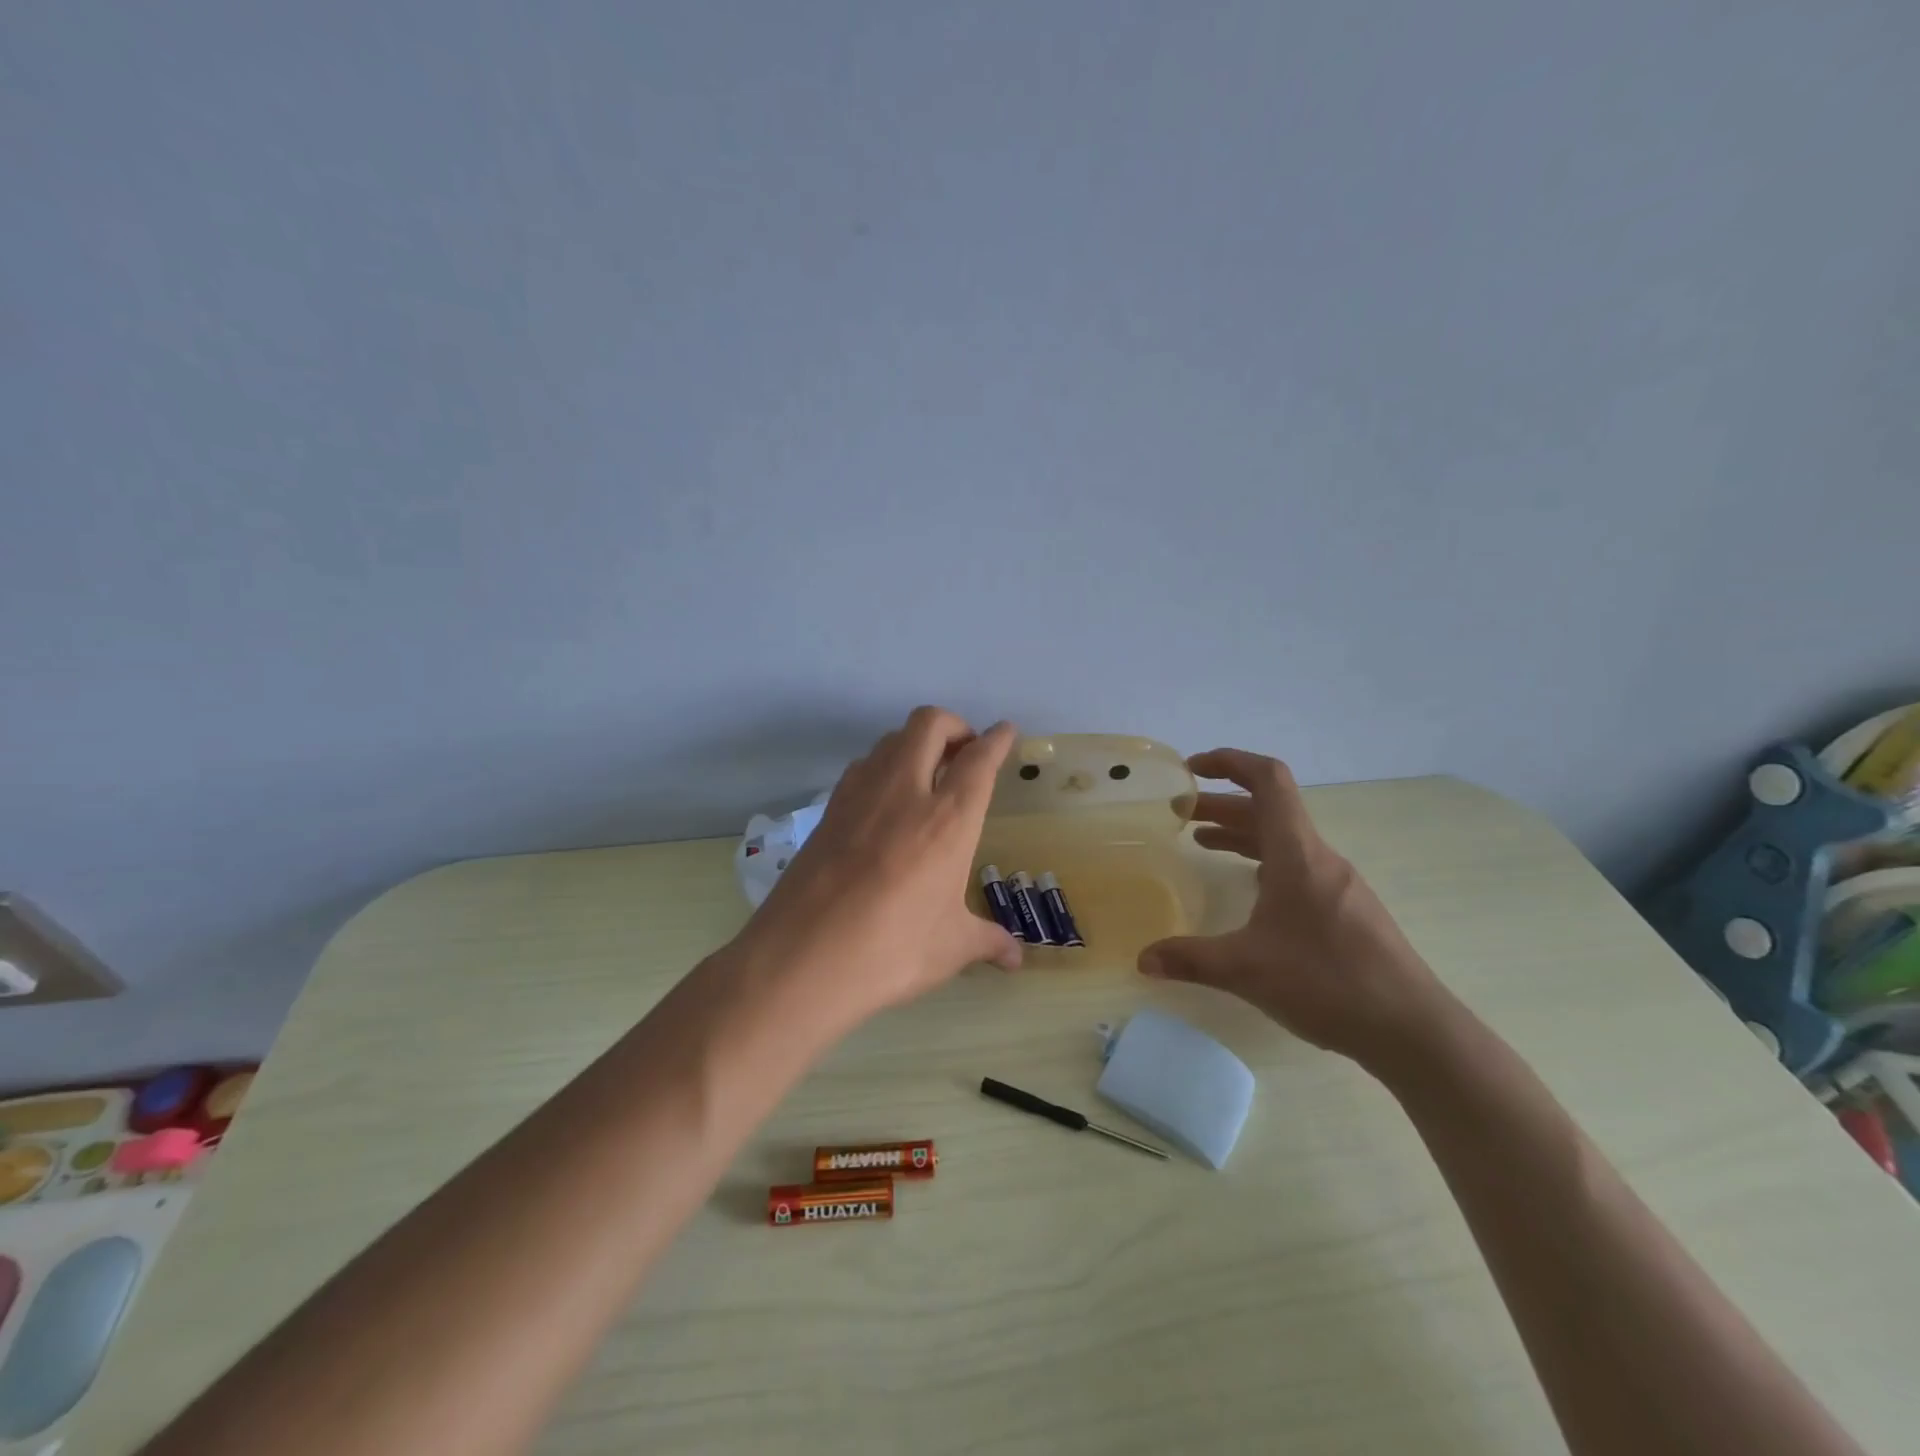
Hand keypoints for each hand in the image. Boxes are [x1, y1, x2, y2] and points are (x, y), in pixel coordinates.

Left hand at [734, 707, 1022, 1020]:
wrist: (800, 959)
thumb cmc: (890, 951)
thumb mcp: (949, 948)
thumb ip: (987, 942)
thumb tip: (1015, 959)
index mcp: (947, 819)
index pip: (979, 760)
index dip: (996, 740)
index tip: (1005, 731)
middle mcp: (904, 791)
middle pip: (930, 724)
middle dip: (954, 726)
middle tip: (965, 754)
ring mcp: (860, 795)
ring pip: (891, 738)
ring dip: (915, 743)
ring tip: (927, 775)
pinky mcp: (828, 809)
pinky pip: (862, 767)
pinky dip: (883, 767)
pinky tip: (886, 803)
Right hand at [1138, 748, 1451, 1065]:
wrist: (1412, 1029)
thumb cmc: (1327, 982)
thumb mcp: (1247, 969)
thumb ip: (1190, 958)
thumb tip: (1143, 960)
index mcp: (1297, 854)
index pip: (1268, 780)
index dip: (1229, 761)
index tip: (1192, 769)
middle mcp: (1318, 858)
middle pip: (1268, 809)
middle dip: (1221, 804)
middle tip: (1180, 813)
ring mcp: (1337, 883)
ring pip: (1283, 839)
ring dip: (1241, 832)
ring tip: (1202, 843)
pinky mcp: (1346, 909)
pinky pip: (1297, 865)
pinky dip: (1263, 860)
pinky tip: (1249, 889)